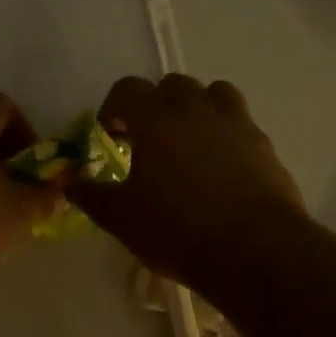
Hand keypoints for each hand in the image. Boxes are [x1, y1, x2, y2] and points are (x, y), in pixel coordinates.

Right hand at [67, 75, 306, 287]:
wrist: (256, 252)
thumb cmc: (178, 231)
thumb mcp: (121, 219)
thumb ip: (92, 196)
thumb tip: (70, 183)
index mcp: (157, 119)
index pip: (127, 89)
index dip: (113, 109)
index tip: (111, 137)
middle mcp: (197, 110)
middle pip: (172, 85)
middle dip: (155, 105)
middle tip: (148, 140)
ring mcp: (236, 124)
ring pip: (215, 93)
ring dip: (197, 108)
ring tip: (190, 142)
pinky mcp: (265, 146)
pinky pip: (241, 124)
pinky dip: (226, 134)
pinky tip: (221, 169)